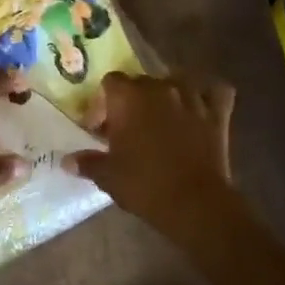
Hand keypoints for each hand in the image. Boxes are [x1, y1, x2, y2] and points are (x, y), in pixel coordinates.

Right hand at [65, 72, 241, 240]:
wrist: (194, 203)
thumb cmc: (144, 184)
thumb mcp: (108, 176)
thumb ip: (87, 163)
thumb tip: (67, 161)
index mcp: (128, 97)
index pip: (110, 83)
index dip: (102, 104)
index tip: (99, 130)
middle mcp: (160, 88)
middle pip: (140, 81)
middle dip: (131, 101)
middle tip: (126, 130)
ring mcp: (192, 97)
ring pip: (176, 81)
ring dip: (166, 94)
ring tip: (160, 117)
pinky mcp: (218, 113)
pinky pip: (215, 91)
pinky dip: (207, 95)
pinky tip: (199, 106)